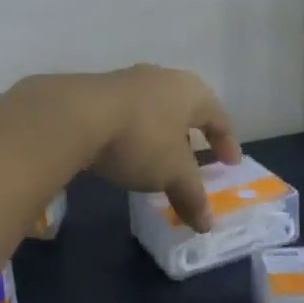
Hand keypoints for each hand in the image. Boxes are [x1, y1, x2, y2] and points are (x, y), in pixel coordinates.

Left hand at [35, 66, 240, 231]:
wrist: (73, 116)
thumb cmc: (139, 139)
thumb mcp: (172, 173)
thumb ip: (191, 196)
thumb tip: (207, 224)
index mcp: (191, 92)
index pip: (219, 116)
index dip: (227, 142)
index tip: (230, 164)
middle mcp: (162, 78)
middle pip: (185, 108)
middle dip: (192, 136)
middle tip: (195, 160)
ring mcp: (127, 80)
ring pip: (154, 109)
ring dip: (160, 134)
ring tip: (158, 158)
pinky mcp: (96, 90)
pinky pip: (126, 113)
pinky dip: (133, 133)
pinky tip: (124, 151)